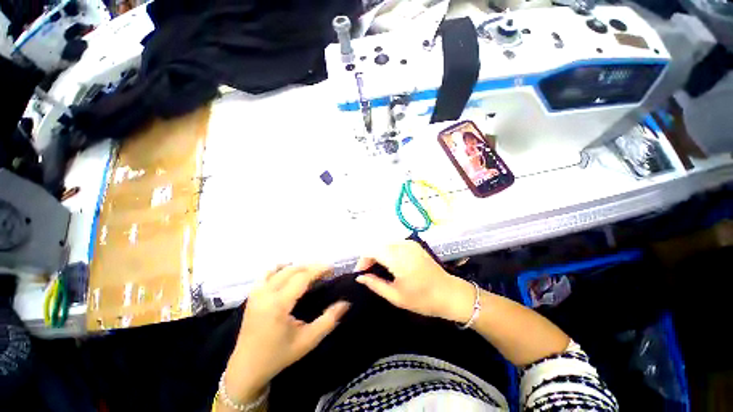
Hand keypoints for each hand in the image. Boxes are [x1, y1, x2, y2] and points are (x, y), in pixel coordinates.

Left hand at [225, 265, 349, 401]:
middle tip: (325, 272)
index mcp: (279, 304)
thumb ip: (329, 320)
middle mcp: (266, 293)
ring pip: (281, 269)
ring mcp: (257, 293)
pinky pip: (266, 274)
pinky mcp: (252, 295)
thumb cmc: (279, 355)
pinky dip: (280, 269)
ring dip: (298, 267)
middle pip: (293, 270)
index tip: (332, 270)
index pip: (302, 277)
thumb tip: (346, 303)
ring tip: (310, 273)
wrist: (246, 368)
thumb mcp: (308, 340)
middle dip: (311, 267)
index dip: (319, 270)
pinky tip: (288, 273)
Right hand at [355, 241, 474, 323]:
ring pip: (385, 244)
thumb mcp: (396, 296)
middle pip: (378, 245)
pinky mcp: (414, 245)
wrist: (450, 294)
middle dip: (369, 257)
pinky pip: (395, 244)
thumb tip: (360, 277)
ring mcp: (410, 243)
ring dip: (378, 254)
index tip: (361, 273)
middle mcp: (403, 245)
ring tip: (377, 269)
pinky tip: (389, 264)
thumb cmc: (423, 299)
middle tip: (368, 273)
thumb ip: (375, 284)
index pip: (372, 250)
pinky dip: (387, 252)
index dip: (363, 260)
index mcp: (398, 258)